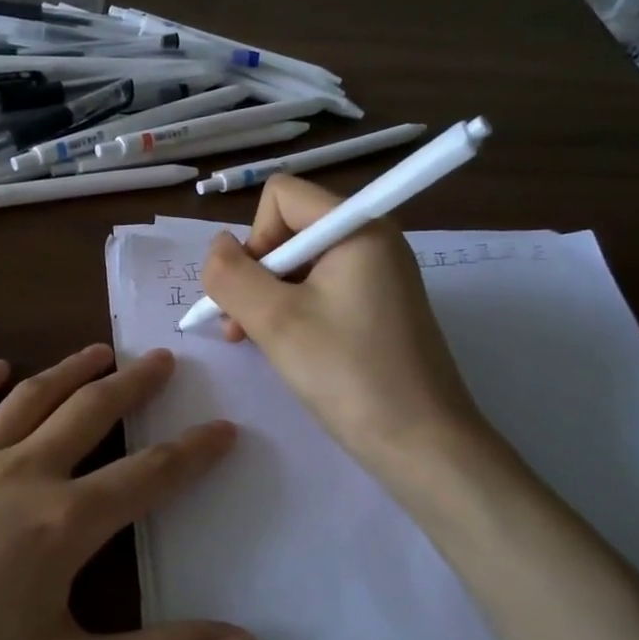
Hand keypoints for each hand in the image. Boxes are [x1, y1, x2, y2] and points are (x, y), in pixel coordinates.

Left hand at [0, 345, 254, 639]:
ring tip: (99, 351)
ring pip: (29, 397)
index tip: (224, 427)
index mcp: (64, 522)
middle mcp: (21, 472)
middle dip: (133, 385)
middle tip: (160, 359)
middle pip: (91, 412)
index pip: (149, 474)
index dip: (193, 451)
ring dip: (69, 370)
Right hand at [198, 175, 489, 479]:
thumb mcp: (275, 320)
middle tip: (241, 328)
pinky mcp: (379, 305)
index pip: (281, 196)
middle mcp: (372, 239)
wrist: (421, 443)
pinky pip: (322, 288)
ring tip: (255, 341)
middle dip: (256, 274)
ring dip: (268, 297)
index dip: (254, 239)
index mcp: (357, 228)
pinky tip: (286, 347)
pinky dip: (294, 311)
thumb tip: (216, 247)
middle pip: (289, 229)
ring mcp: (379, 273)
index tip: (254, 293)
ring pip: (301, 264)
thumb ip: (231, 275)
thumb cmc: (347, 374)